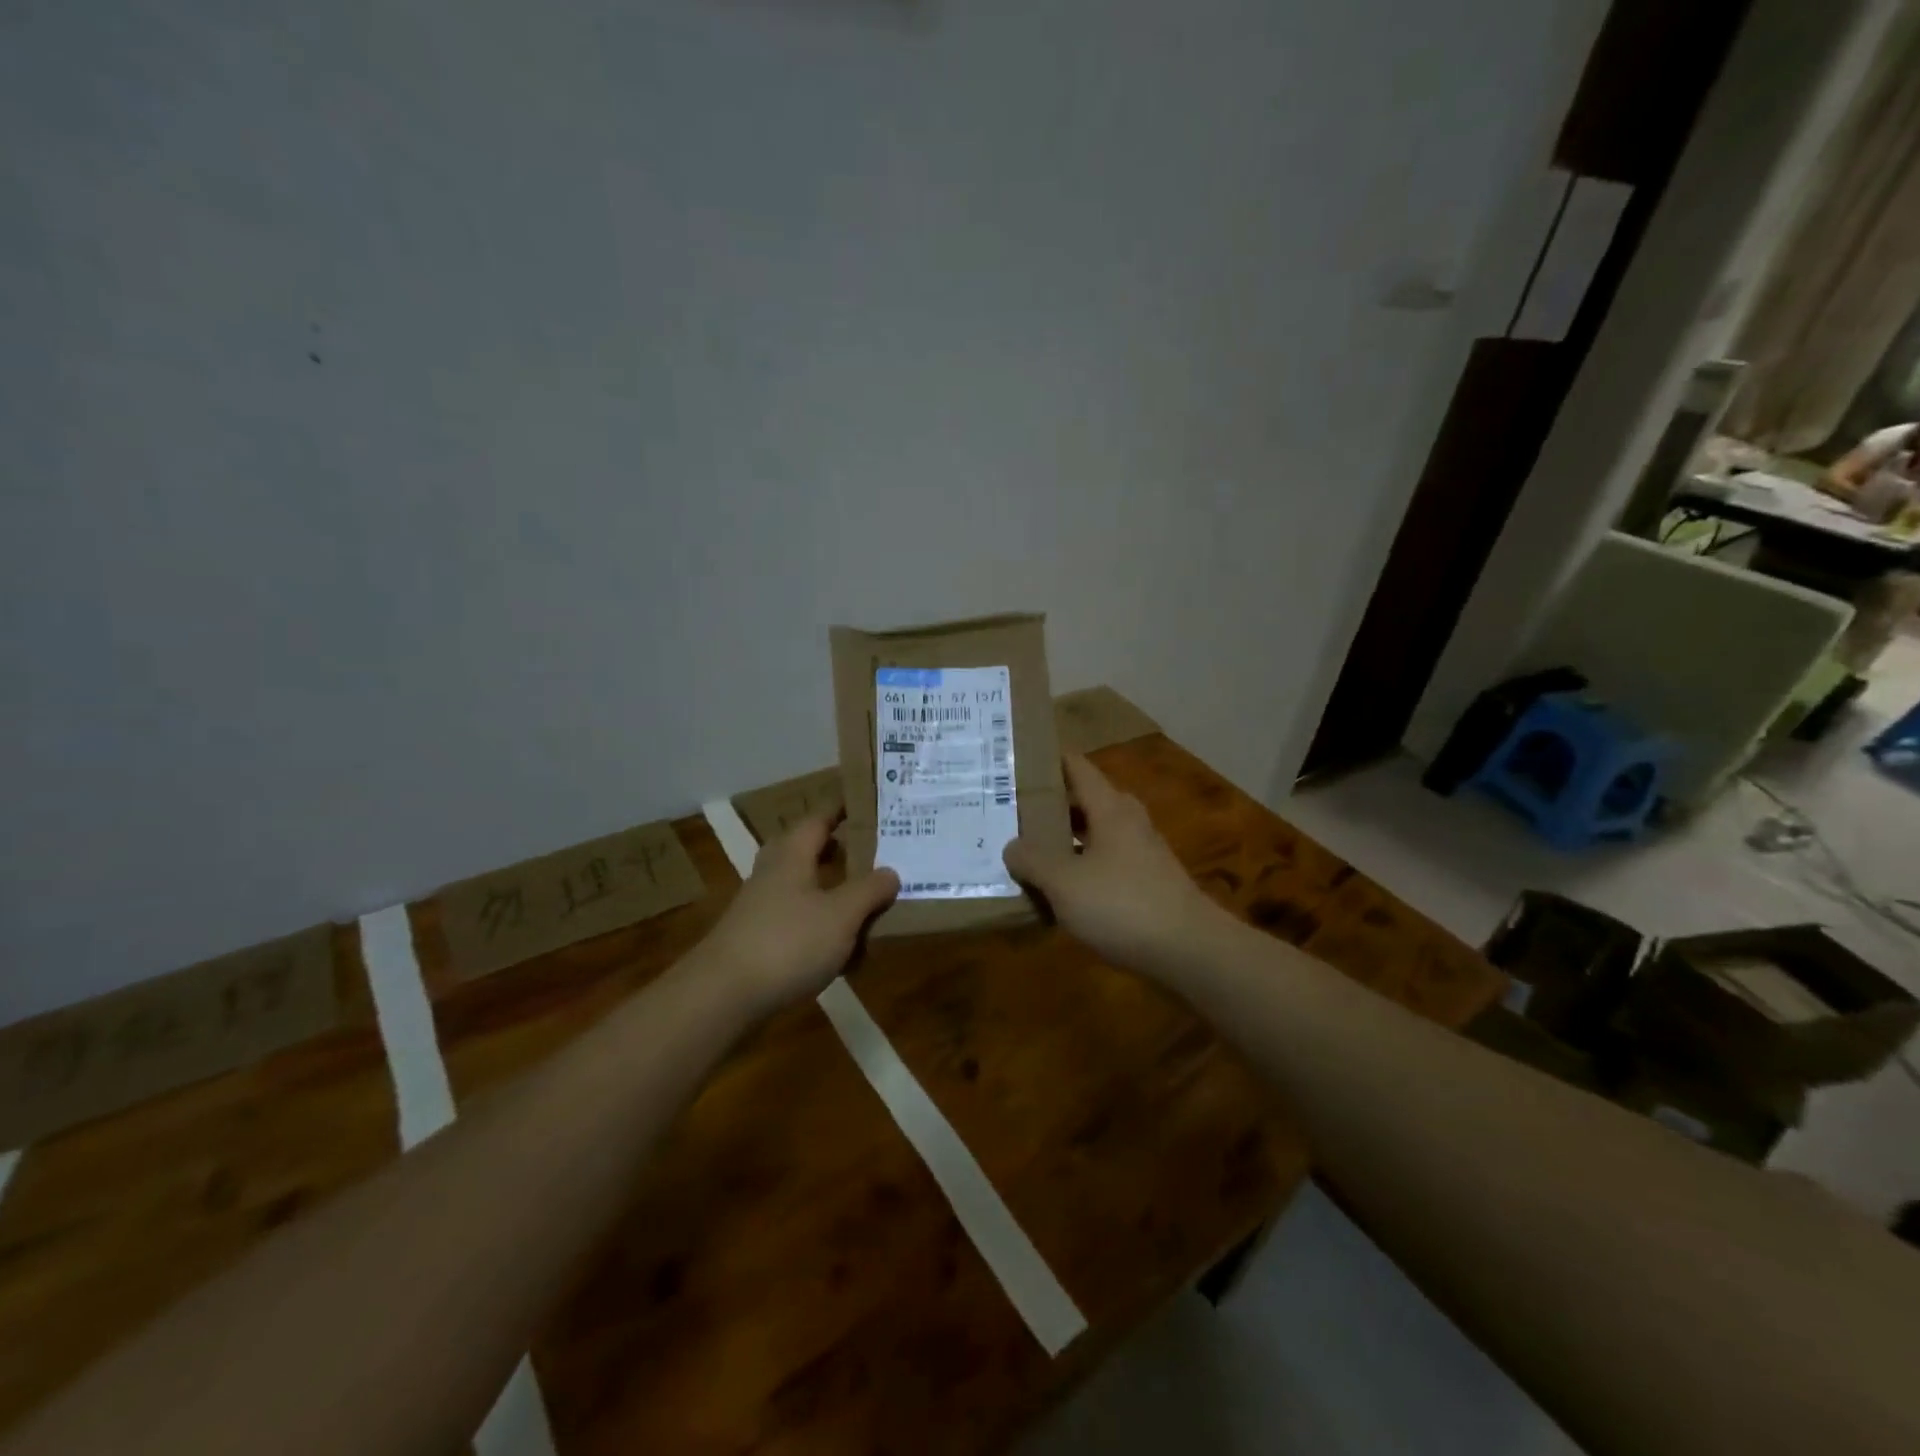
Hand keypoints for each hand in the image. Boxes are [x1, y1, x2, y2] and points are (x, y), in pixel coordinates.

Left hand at [693, 811, 899, 1015]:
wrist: (722, 996)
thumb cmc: (788, 943)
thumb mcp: (841, 915)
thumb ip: (869, 891)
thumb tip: (891, 872)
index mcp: (792, 855)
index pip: (819, 818)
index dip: (842, 808)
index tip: (867, 801)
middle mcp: (774, 873)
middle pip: (807, 850)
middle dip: (838, 849)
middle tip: (872, 851)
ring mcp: (762, 907)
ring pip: (803, 887)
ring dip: (832, 890)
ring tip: (865, 902)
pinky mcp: (758, 939)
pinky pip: (797, 920)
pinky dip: (821, 926)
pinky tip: (842, 951)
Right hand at [1003, 754, 1221, 973]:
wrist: (1190, 952)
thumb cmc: (1123, 905)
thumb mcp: (1064, 882)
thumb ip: (1033, 860)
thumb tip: (1012, 847)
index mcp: (1110, 808)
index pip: (1076, 767)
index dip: (1046, 760)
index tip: (1014, 761)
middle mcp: (1128, 822)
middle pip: (1084, 800)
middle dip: (1048, 803)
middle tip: (1009, 810)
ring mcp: (1141, 853)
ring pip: (1094, 834)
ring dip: (1063, 839)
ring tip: (1025, 849)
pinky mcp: (1147, 884)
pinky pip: (1104, 864)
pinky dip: (1079, 868)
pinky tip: (1058, 890)